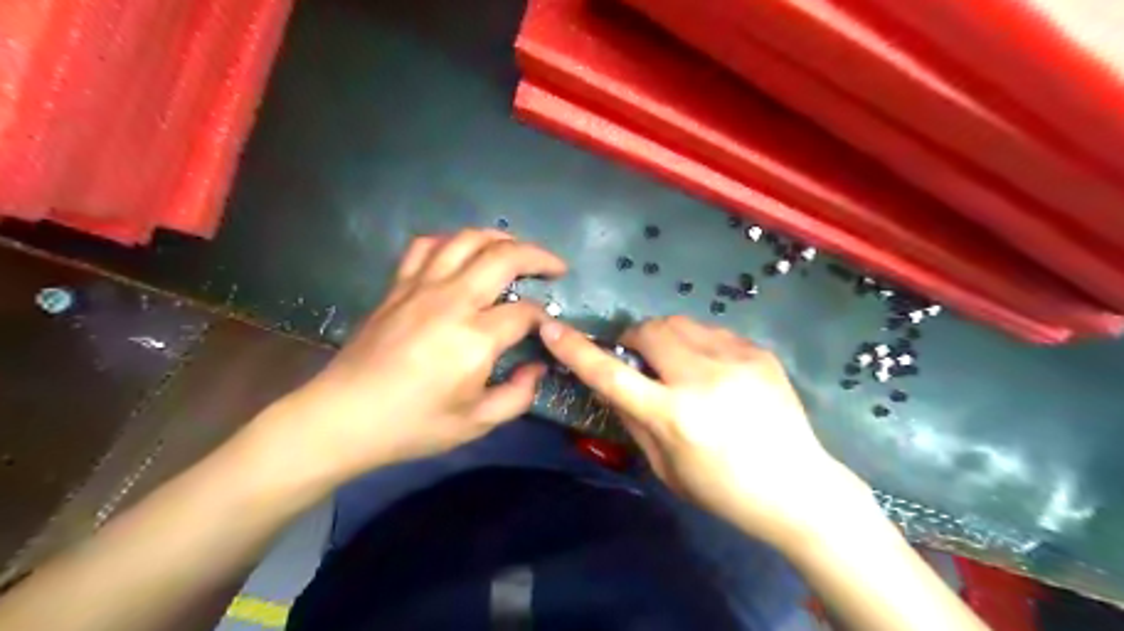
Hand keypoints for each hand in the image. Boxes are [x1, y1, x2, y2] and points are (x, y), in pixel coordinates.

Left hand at [257, 229, 565, 485]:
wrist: (343, 417)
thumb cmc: (412, 425)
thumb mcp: (476, 423)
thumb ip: (518, 395)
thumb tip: (537, 367)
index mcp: (474, 339)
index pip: (524, 312)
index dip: (543, 317)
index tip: (547, 328)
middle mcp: (451, 301)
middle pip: (504, 257)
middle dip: (539, 256)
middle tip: (556, 267)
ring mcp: (421, 287)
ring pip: (467, 240)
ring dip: (499, 238)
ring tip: (516, 250)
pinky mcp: (398, 286)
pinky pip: (426, 246)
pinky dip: (451, 241)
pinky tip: (462, 252)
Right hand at [539, 318, 872, 545]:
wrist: (800, 488)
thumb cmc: (725, 491)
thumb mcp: (667, 469)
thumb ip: (633, 420)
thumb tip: (612, 384)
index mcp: (675, 417)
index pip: (611, 375)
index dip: (576, 350)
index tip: (551, 327)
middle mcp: (702, 379)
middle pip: (649, 331)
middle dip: (634, 339)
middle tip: (639, 360)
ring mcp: (736, 360)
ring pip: (680, 323)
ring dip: (666, 339)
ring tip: (678, 365)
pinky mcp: (759, 352)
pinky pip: (712, 332)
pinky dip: (698, 345)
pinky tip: (713, 372)